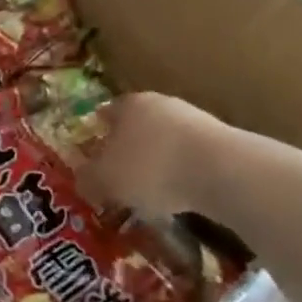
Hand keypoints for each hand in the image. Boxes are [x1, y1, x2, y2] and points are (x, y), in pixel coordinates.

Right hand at [79, 92, 230, 219]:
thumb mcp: (105, 180)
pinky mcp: (221, 142)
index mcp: (128, 104)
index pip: (105, 114)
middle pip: (137, 126)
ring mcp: (194, 120)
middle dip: (127, 149)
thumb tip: (81, 178)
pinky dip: (179, 174)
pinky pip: (188, 158)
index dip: (96, 135)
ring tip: (147, 192)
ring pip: (164, 142)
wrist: (221, 172)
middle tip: (117, 176)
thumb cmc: (149, 168)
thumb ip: (87, 178)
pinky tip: (176, 197)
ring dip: (155, 162)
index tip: (91, 155)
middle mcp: (160, 104)